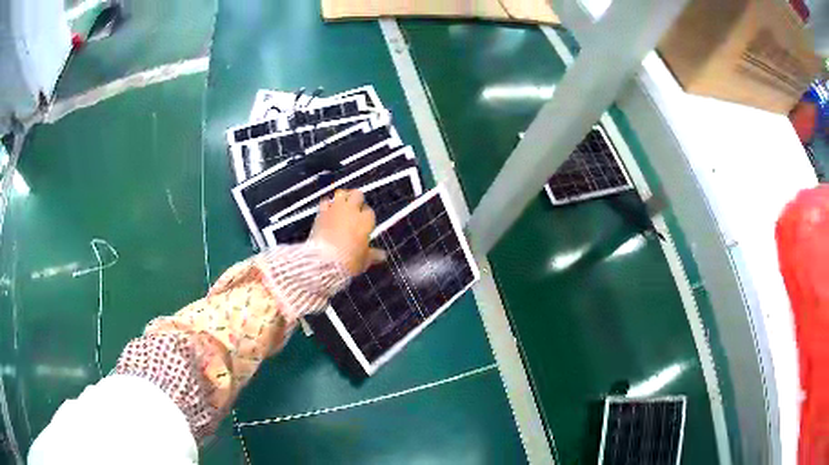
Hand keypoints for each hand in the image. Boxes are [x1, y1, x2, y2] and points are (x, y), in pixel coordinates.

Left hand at [310, 189, 385, 275]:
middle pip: (357, 195)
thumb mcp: (364, 260)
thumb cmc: (350, 261)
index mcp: (365, 220)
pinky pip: (325, 202)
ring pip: (341, 193)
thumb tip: (382, 255)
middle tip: (354, 209)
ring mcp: (335, 209)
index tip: (364, 223)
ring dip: (342, 198)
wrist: (325, 260)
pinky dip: (327, 205)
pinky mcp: (321, 213)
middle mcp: (352, 210)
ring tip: (341, 205)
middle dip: (357, 200)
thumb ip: (373, 255)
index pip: (369, 211)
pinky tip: (327, 211)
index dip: (366, 216)